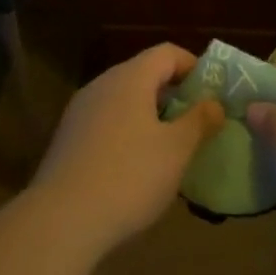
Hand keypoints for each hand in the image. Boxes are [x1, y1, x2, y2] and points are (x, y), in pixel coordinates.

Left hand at [31, 44, 224, 255]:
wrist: (61, 221)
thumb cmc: (129, 176)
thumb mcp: (177, 150)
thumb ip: (199, 121)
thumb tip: (214, 103)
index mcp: (130, 78)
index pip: (167, 53)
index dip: (193, 66)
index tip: (212, 93)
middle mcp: (102, 84)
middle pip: (143, 74)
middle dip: (173, 93)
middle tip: (196, 121)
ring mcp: (80, 111)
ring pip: (123, 99)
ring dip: (149, 114)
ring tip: (170, 146)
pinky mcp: (67, 138)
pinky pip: (106, 122)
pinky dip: (127, 132)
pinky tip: (136, 166)